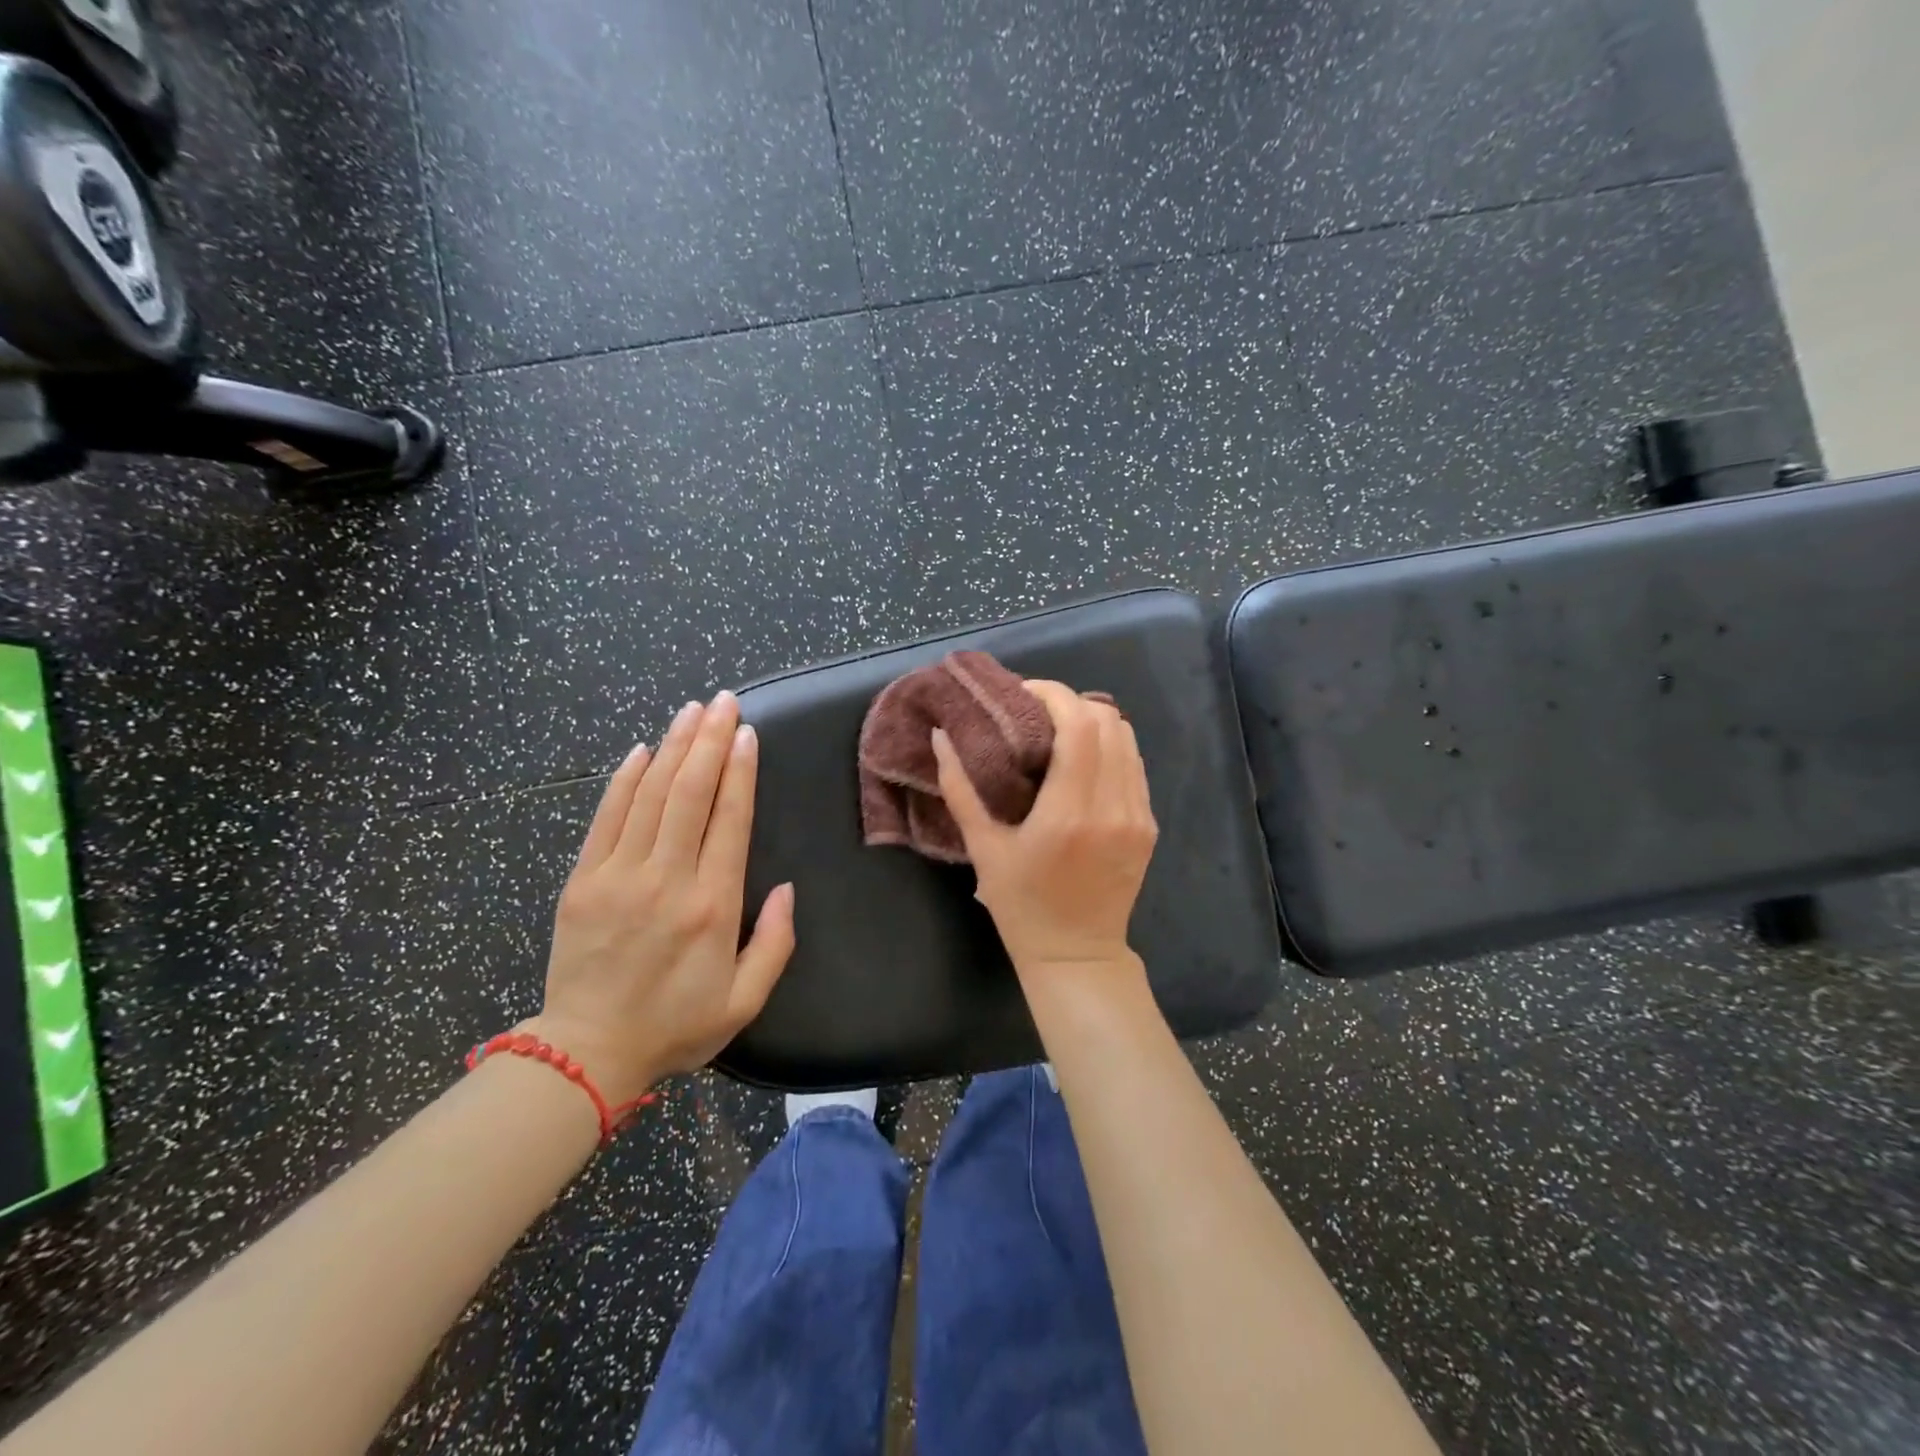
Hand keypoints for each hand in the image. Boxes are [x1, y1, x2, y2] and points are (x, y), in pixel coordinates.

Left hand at [528, 691, 794, 1104]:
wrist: (587, 1052)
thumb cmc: (675, 1026)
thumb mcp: (745, 1000)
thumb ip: (776, 943)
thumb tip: (788, 889)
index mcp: (713, 905)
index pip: (729, 819)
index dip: (741, 770)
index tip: (748, 733)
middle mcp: (667, 879)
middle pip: (690, 793)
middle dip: (710, 740)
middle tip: (724, 702)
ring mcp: (619, 875)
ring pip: (650, 794)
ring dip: (673, 747)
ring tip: (692, 710)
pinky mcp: (582, 880)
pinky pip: (606, 817)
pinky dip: (624, 779)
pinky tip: (643, 749)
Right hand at [931, 680, 1157, 978]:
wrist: (1078, 955)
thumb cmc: (1022, 906)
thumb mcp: (983, 848)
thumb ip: (960, 788)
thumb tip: (940, 737)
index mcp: (1070, 812)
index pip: (1079, 725)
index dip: (1054, 695)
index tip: (1024, 693)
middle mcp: (1113, 806)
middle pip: (1108, 721)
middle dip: (1071, 703)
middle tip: (1035, 712)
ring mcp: (1138, 815)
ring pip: (1127, 738)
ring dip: (1093, 722)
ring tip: (1057, 732)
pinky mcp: (1148, 825)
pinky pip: (1134, 765)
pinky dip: (1109, 747)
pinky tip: (1081, 761)